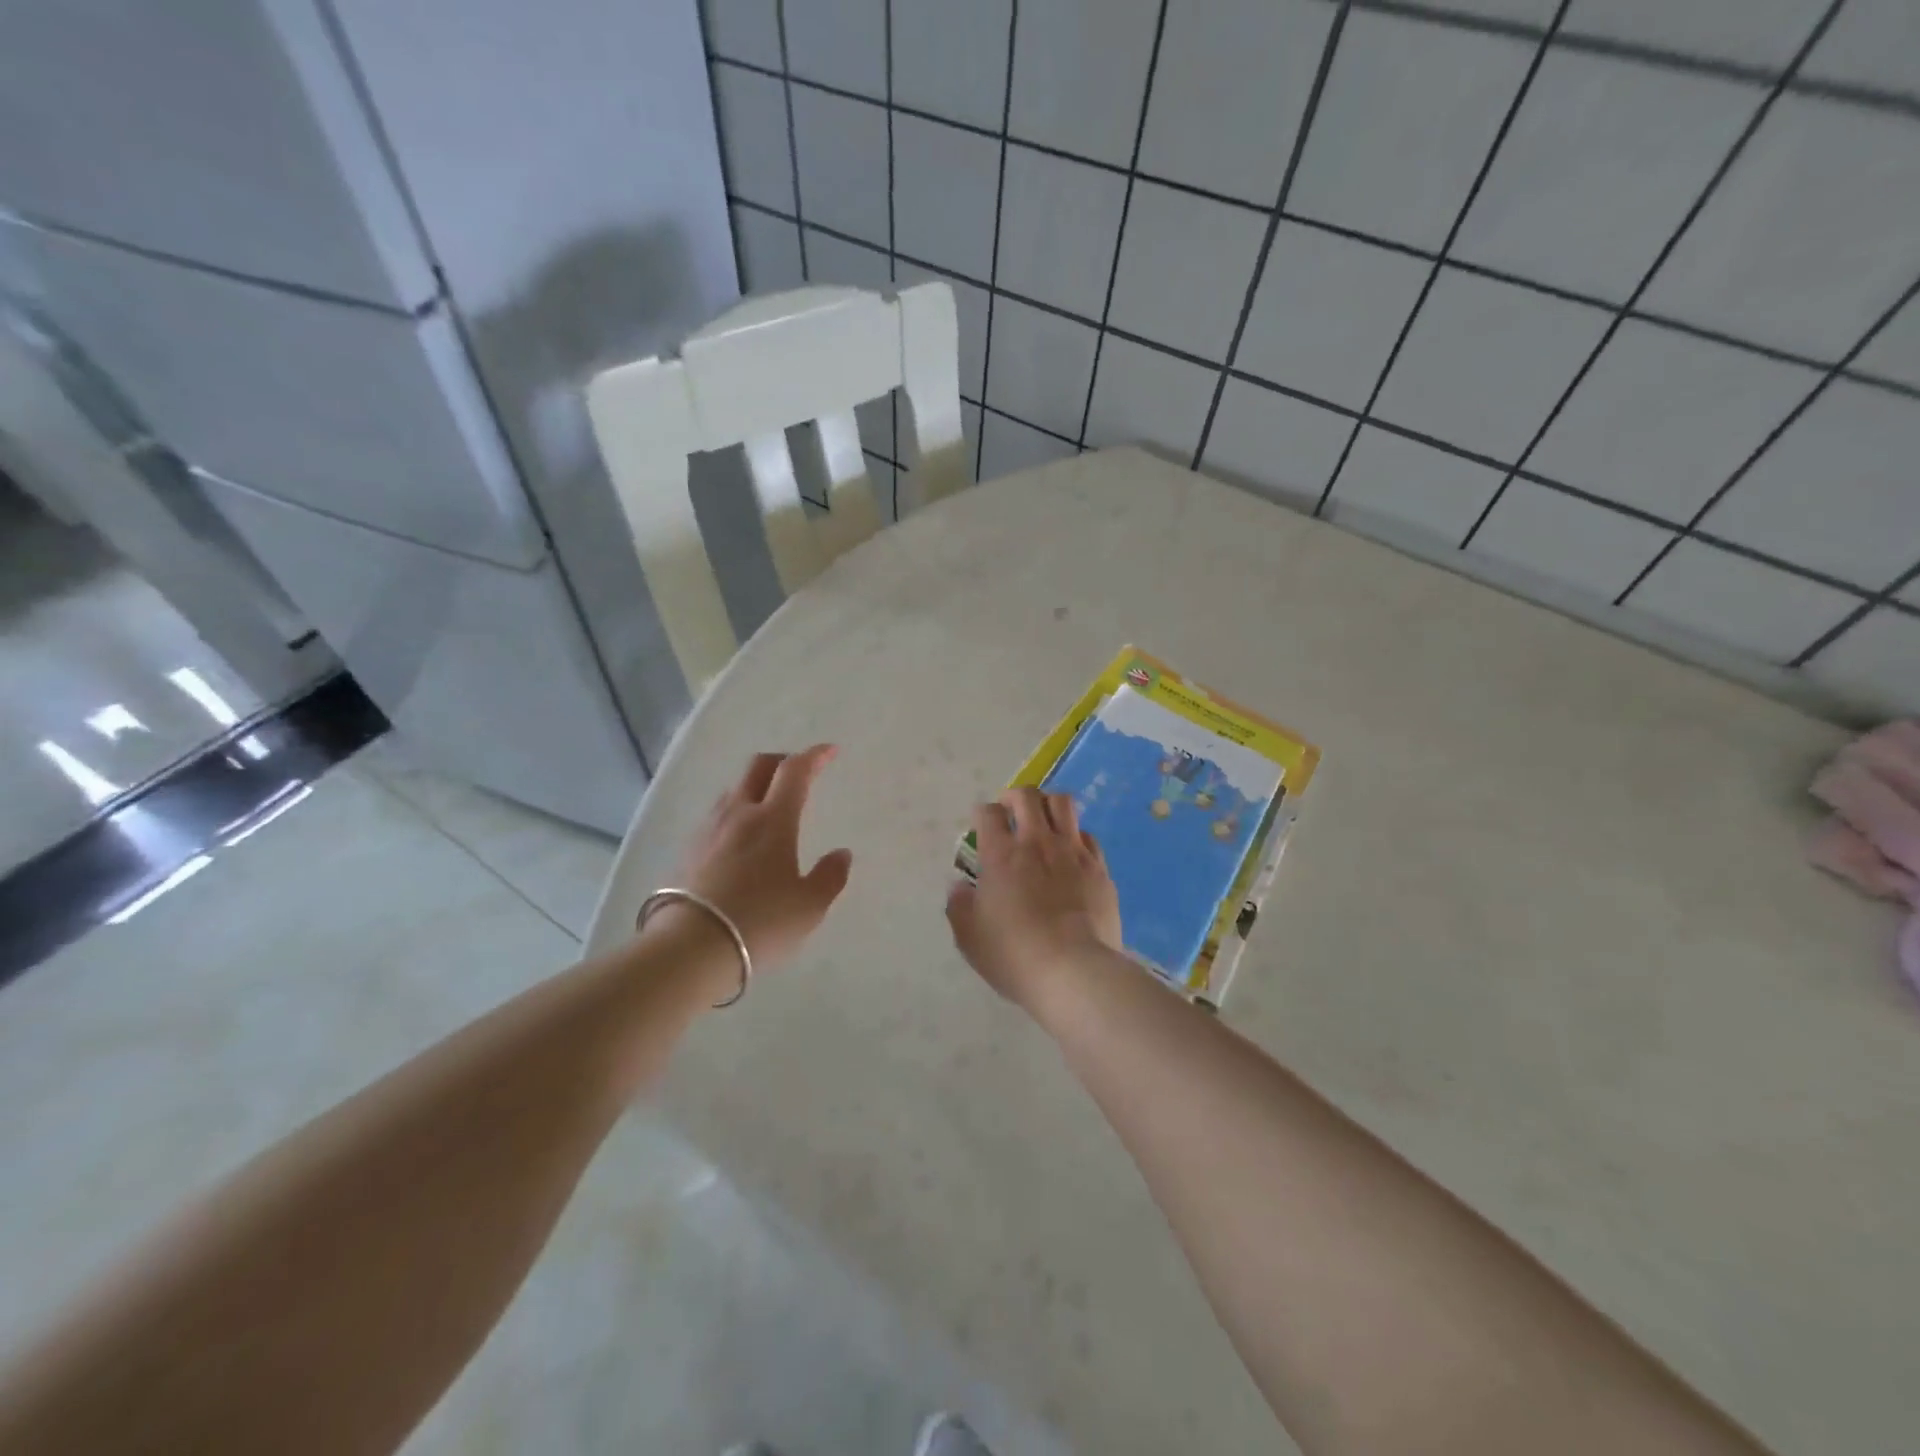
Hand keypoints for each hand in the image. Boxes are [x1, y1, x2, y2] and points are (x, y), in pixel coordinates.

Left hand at [662, 745, 853, 970]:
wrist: (690, 948)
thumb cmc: (760, 922)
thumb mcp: (809, 906)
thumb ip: (830, 876)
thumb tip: (841, 854)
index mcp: (773, 819)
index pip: (795, 771)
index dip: (814, 756)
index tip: (830, 751)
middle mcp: (738, 813)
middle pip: (758, 767)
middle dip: (782, 761)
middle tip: (800, 772)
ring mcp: (708, 830)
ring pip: (734, 790)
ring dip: (756, 787)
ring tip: (770, 806)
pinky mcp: (688, 851)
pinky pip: (717, 816)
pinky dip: (736, 813)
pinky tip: (742, 838)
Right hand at [946, 787, 1121, 1009]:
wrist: (1074, 971)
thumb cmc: (1014, 955)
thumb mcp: (970, 938)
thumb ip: (959, 906)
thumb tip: (959, 887)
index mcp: (1001, 855)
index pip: (988, 812)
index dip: (982, 813)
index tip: (981, 825)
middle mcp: (1037, 843)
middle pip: (1027, 796)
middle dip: (1014, 796)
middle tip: (1010, 811)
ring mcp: (1072, 852)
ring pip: (1063, 803)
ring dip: (1049, 805)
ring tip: (1043, 820)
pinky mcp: (1099, 868)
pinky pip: (1088, 836)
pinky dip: (1075, 836)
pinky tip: (1071, 853)